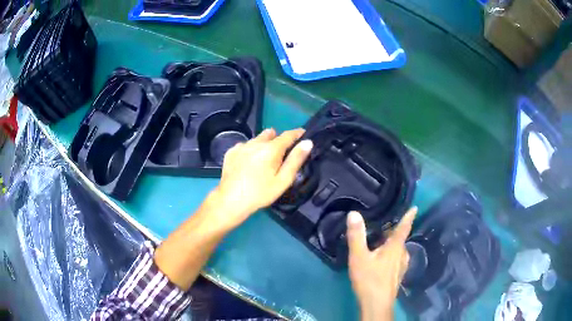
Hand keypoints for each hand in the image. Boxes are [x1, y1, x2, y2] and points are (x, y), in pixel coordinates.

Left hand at [208, 128, 312, 230]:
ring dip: (263, 144)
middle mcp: (255, 142)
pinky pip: (245, 145)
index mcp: (271, 149)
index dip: (297, 133)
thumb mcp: (283, 180)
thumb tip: (307, 142)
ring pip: (257, 139)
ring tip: (263, 161)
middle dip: (278, 140)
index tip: (303, 134)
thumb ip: (296, 160)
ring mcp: (241, 146)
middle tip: (280, 156)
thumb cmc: (260, 193)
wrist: (230, 201)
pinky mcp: (231, 152)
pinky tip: (248, 164)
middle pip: (271, 134)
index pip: (288, 135)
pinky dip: (250, 150)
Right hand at [347, 208, 416, 320]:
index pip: (404, 227)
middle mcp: (402, 254)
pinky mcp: (397, 276)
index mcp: (396, 247)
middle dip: (392, 232)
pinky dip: (390, 254)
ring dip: (390, 244)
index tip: (415, 208)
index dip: (409, 217)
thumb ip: (356, 236)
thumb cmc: (369, 279)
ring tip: (378, 242)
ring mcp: (401, 266)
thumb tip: (354, 213)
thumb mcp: (359, 257)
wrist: (377, 304)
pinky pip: (395, 259)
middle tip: (380, 226)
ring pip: (397, 250)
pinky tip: (379, 260)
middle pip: (399, 239)